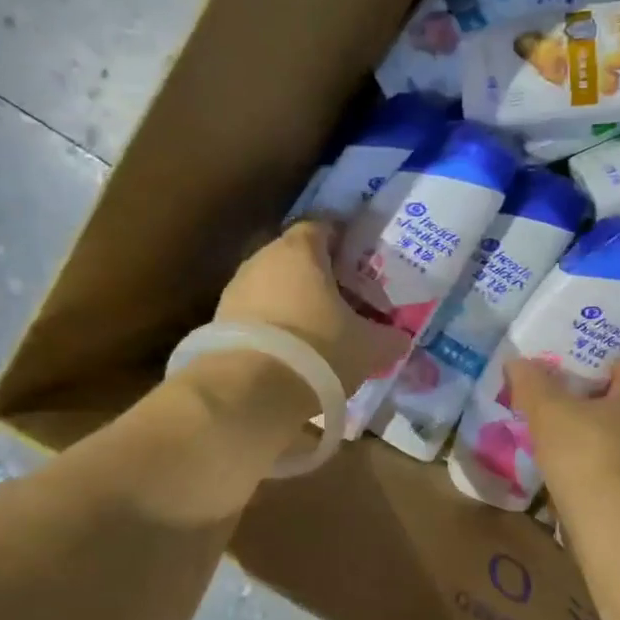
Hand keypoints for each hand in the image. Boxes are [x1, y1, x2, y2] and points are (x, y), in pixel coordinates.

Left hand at [215, 220, 409, 391]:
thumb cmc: (318, 350)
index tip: (360, 266)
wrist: (247, 391)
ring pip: (273, 287)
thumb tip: (400, 339)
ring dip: (293, 303)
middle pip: (296, 258)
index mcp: (300, 251)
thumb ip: (390, 338)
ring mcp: (235, 289)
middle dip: (319, 277)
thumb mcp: (368, 348)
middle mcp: (263, 259)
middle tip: (344, 303)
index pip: (322, 228)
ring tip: (317, 333)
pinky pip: (254, 315)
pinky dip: (272, 327)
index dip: (343, 244)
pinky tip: (289, 353)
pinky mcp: (218, 321)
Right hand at [504, 358, 619, 514]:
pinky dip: (615, 479)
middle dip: (597, 414)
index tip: (560, 396)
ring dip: (606, 449)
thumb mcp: (548, 412)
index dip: (588, 377)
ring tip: (567, 462)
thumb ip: (532, 383)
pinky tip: (586, 491)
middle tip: (560, 426)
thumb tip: (517, 361)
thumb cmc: (589, 454)